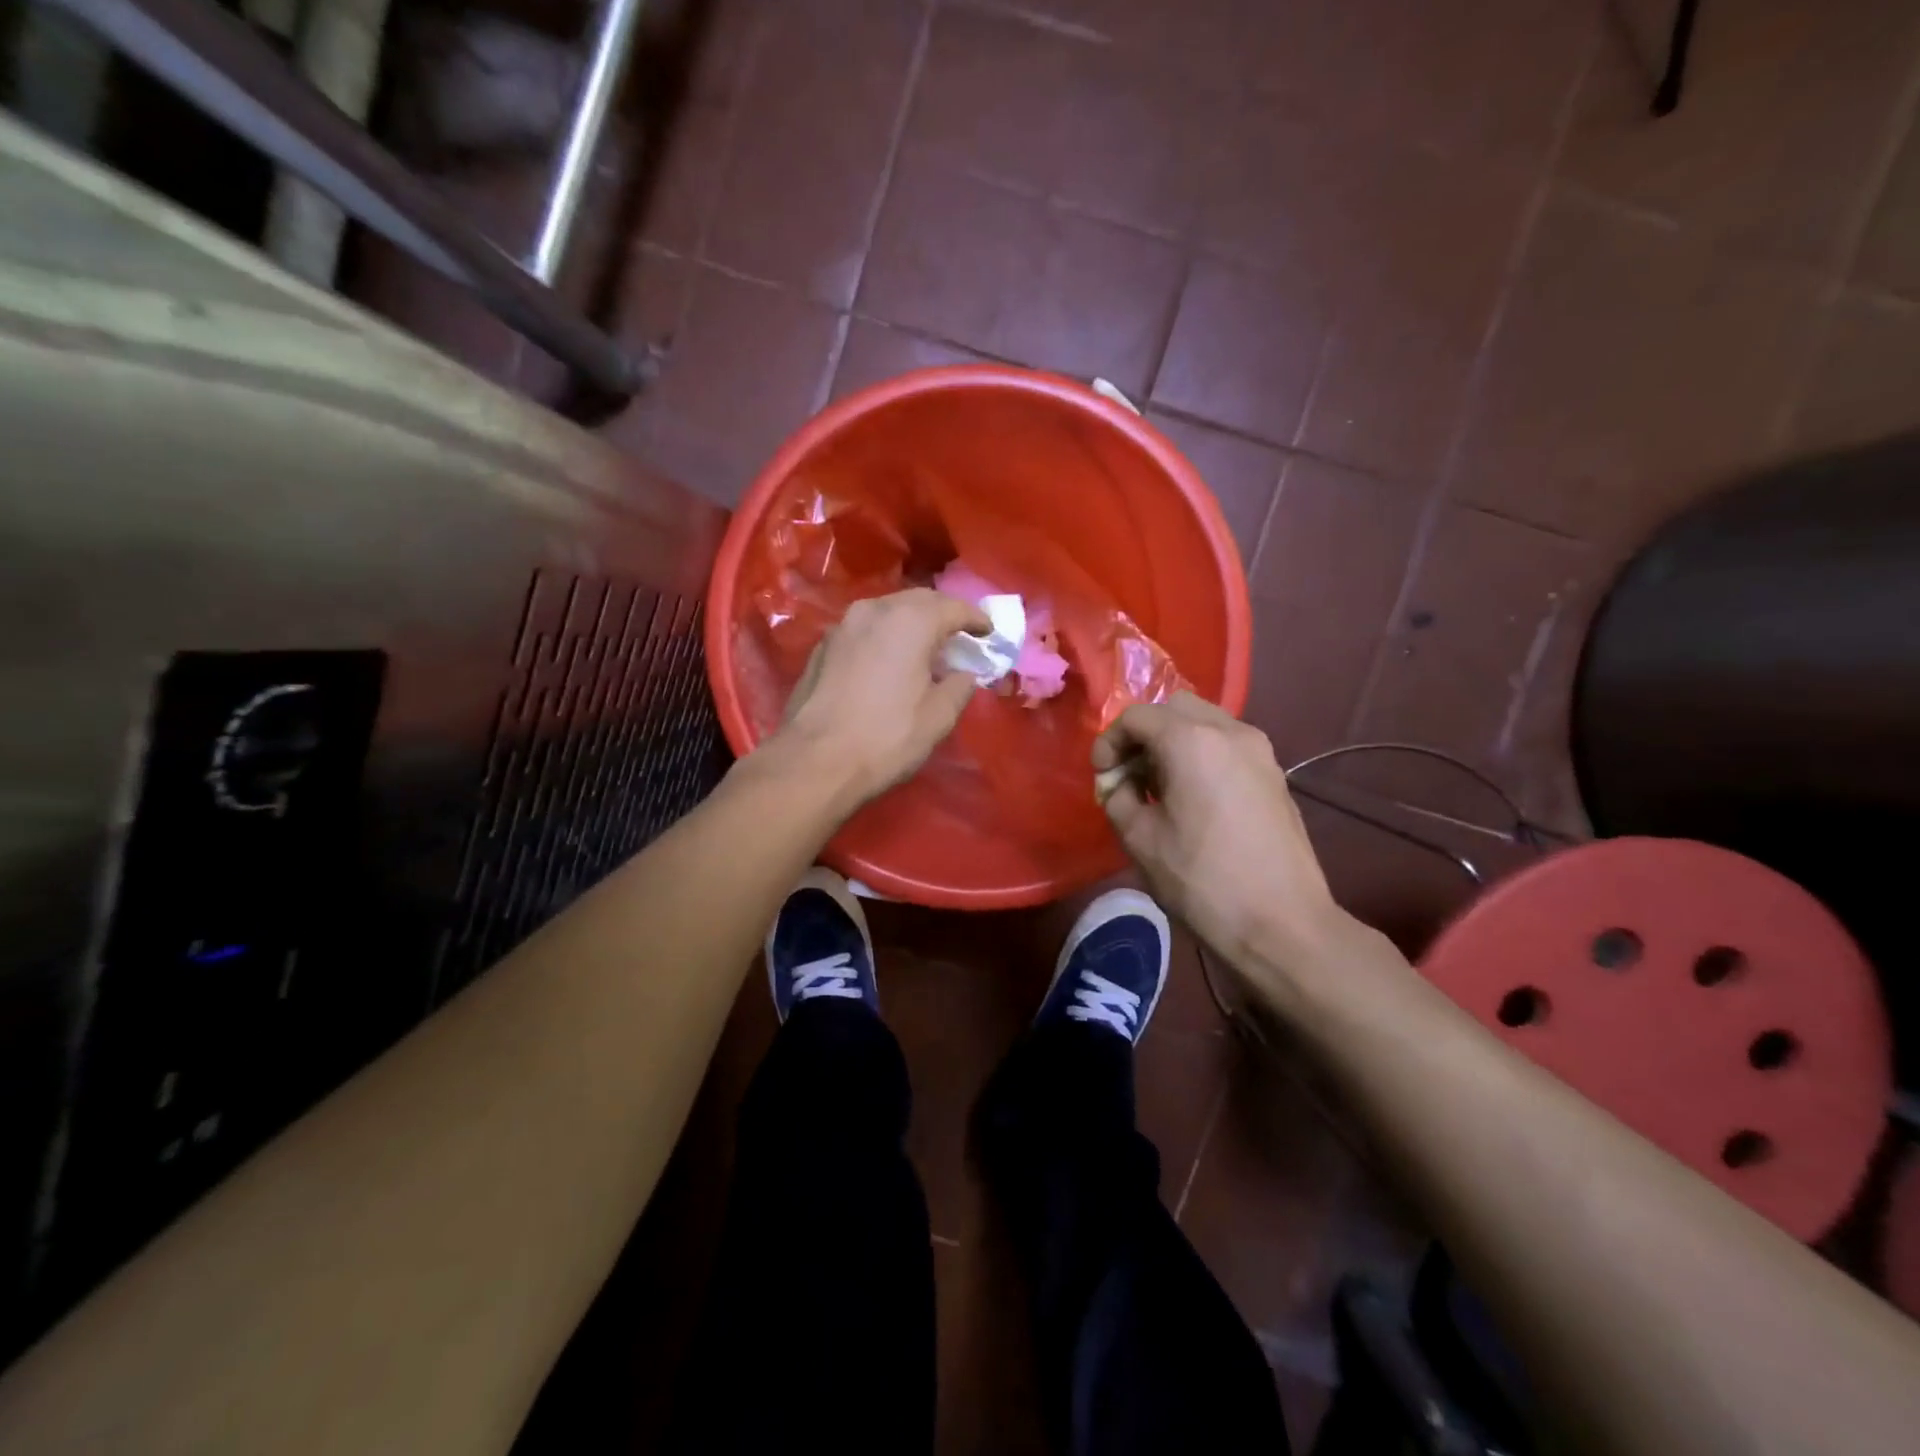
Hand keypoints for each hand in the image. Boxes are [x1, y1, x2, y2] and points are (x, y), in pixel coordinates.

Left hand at [778, 588, 988, 808]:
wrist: (815, 760)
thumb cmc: (886, 737)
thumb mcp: (939, 717)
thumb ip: (959, 686)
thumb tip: (963, 674)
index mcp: (910, 621)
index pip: (953, 608)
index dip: (975, 619)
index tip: (988, 633)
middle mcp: (874, 610)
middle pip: (918, 601)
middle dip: (942, 614)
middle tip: (959, 635)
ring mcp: (843, 626)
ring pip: (887, 611)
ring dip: (910, 622)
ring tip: (924, 645)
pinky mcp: (822, 646)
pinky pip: (864, 630)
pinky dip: (884, 636)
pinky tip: (888, 659)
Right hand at [1092, 693, 1352, 982]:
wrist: (1281, 924)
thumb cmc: (1201, 880)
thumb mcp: (1140, 839)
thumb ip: (1119, 798)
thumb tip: (1120, 785)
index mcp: (1191, 740)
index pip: (1137, 716)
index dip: (1110, 742)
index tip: (1102, 777)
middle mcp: (1230, 731)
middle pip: (1174, 709)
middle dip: (1144, 735)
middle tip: (1129, 775)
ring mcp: (1260, 751)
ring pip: (1205, 723)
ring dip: (1174, 743)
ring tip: (1159, 788)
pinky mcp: (1275, 774)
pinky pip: (1227, 746)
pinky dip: (1201, 756)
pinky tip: (1193, 799)